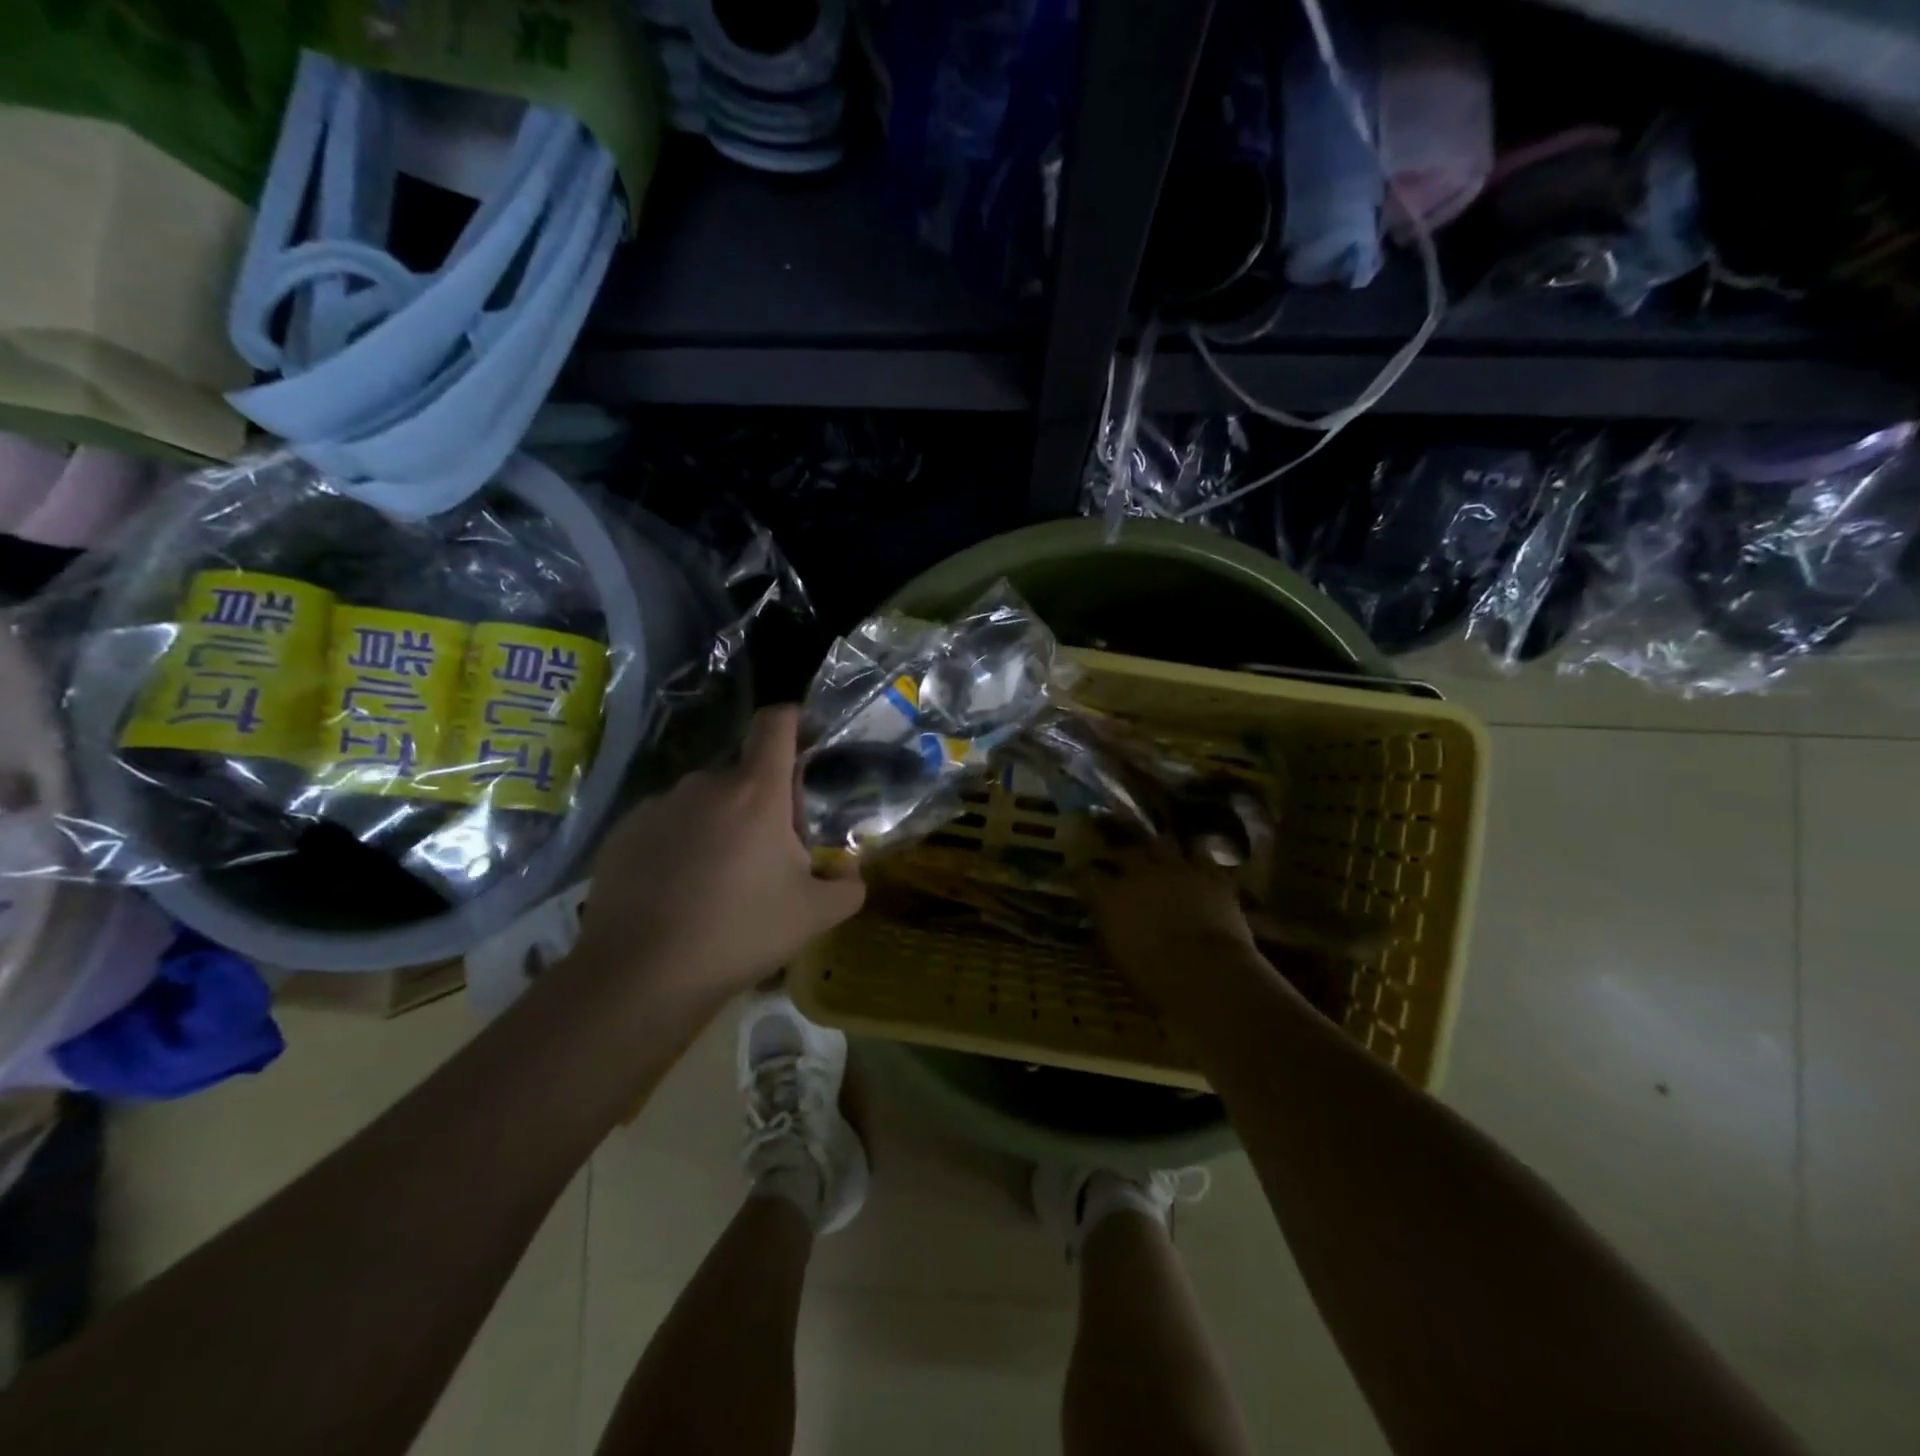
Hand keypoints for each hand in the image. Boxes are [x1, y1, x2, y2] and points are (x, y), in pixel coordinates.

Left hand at [570, 706, 865, 1001]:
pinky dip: (680, 843)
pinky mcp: (624, 832)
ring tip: (719, 879)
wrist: (639, 975)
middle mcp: (705, 785)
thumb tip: (852, 875)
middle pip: (744, 774)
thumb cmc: (738, 933)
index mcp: (756, 792)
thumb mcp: (813, 916)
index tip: (805, 742)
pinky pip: (666, 824)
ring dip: (720, 824)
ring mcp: (658, 806)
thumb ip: (847, 887)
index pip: (775, 723)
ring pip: (704, 801)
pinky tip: (677, 891)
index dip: (793, 720)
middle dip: (762, 802)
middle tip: (769, 853)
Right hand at [1084, 837, 1257, 1007]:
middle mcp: (1139, 873)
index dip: (1086, 877)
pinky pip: (1200, 854)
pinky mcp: (1209, 873)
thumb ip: (1109, 929)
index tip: (1085, 880)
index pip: (1088, 876)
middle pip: (1124, 852)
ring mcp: (1176, 868)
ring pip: (1160, 843)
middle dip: (1120, 855)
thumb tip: (1106, 920)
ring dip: (1155, 848)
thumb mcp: (1117, 956)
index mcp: (1111, 896)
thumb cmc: (1154, 977)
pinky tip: (1195, 862)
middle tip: (1120, 860)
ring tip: (1156, 852)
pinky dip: (1195, 858)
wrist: (1206, 973)